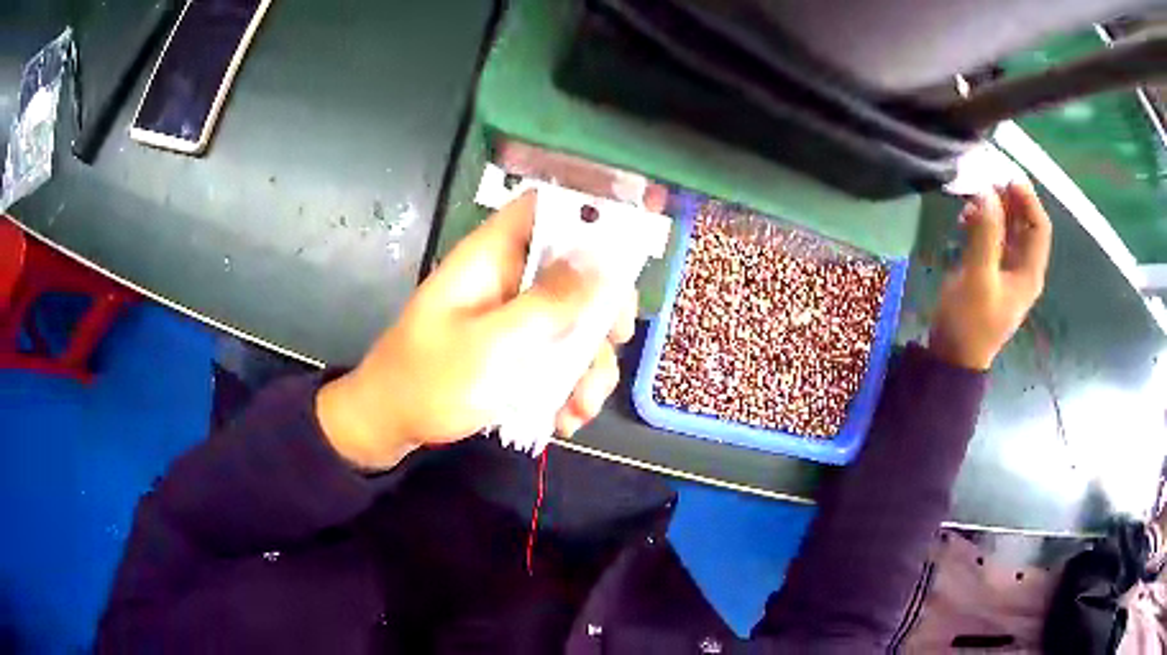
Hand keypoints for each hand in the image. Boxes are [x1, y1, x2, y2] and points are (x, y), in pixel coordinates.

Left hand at [315, 193, 637, 469]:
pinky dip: (570, 386)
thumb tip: (604, 263)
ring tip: (581, 408)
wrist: (391, 425)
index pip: (545, 209)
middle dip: (601, 310)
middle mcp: (508, 279)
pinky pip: (559, 356)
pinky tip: (566, 419)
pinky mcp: (516, 351)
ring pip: (573, 321)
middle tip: (614, 341)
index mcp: (493, 257)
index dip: (588, 216)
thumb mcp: (494, 344)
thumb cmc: (431, 379)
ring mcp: (514, 317)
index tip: (626, 252)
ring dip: (589, 365)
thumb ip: (549, 303)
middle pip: (574, 269)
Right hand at [929, 182, 1051, 370]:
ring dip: (993, 210)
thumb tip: (987, 192)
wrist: (953, 357)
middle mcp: (1022, 268)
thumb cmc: (970, 322)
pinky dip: (982, 223)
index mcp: (1028, 272)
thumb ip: (986, 234)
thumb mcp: (979, 277)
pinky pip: (991, 239)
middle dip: (1008, 200)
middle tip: (985, 178)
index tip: (1005, 176)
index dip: (1027, 199)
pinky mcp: (988, 273)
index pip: (1039, 226)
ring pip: (1007, 230)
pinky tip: (965, 218)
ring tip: (972, 197)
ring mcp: (1005, 271)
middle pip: (1024, 224)